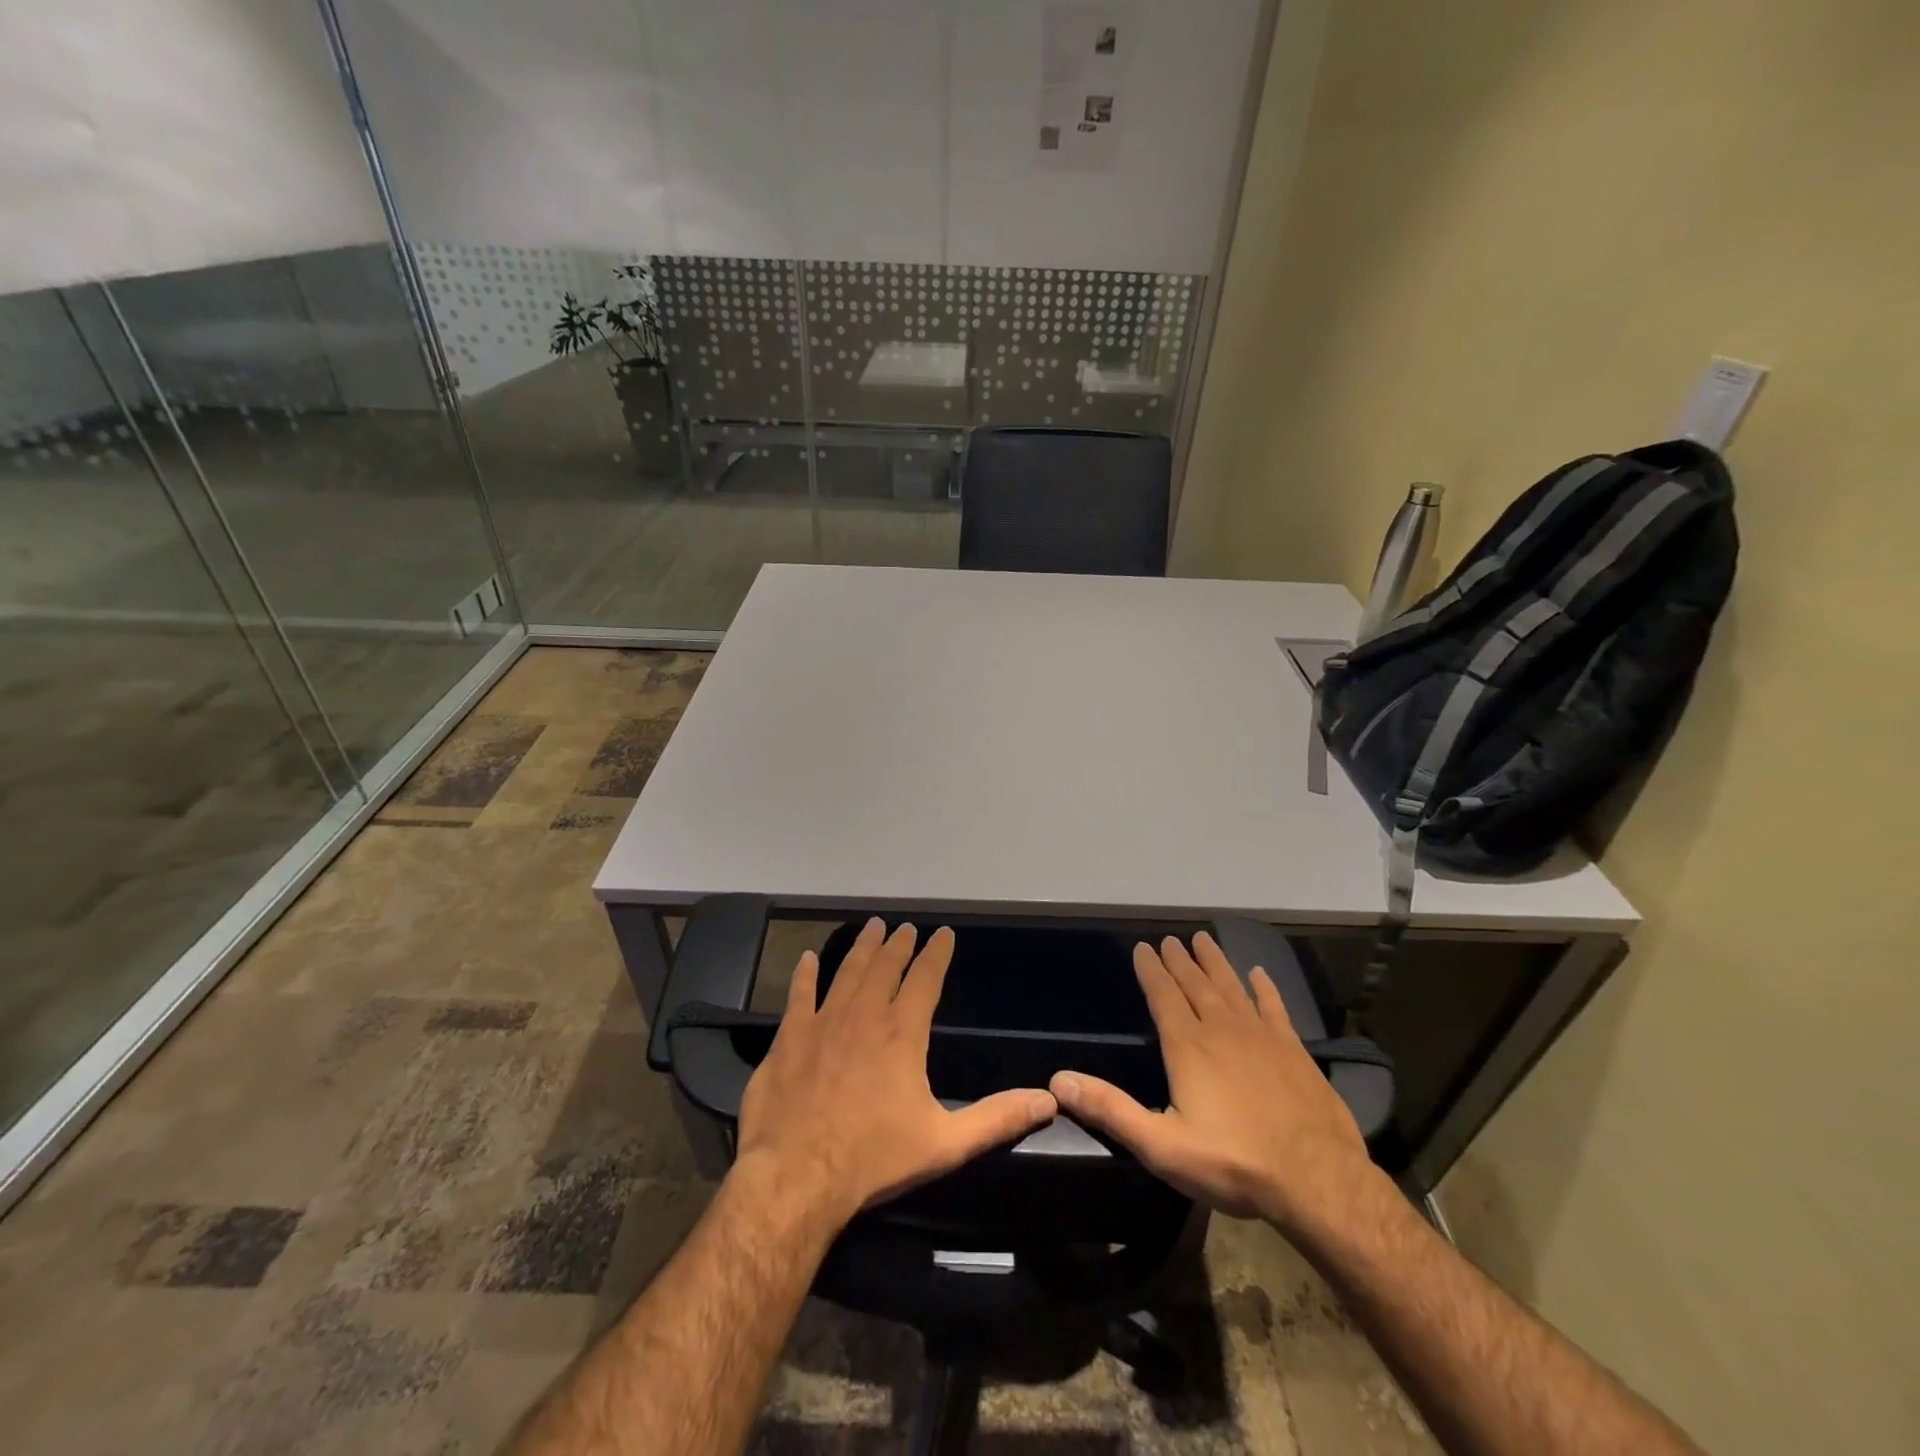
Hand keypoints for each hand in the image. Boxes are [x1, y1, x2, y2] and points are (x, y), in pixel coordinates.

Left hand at [736, 919, 1057, 1230]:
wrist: (797, 1176)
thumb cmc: (874, 1159)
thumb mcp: (946, 1143)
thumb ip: (997, 1119)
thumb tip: (1048, 1100)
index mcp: (902, 1033)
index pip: (925, 979)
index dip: (937, 953)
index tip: (944, 933)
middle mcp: (864, 1016)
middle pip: (885, 967)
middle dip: (898, 944)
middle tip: (905, 927)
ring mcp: (822, 1023)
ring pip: (846, 973)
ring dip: (861, 948)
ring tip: (871, 927)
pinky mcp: (789, 1039)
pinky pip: (798, 995)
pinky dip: (804, 975)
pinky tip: (807, 959)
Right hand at [1050, 931, 1378, 1239]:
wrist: (1317, 1181)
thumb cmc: (1232, 1163)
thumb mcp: (1161, 1145)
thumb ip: (1110, 1110)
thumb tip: (1058, 1081)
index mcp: (1188, 1046)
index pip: (1163, 996)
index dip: (1150, 970)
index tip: (1143, 947)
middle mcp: (1222, 1029)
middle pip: (1195, 984)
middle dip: (1179, 960)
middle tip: (1170, 939)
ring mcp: (1261, 1036)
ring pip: (1231, 987)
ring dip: (1215, 963)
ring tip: (1203, 939)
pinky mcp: (1294, 1050)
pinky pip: (1274, 1007)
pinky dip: (1265, 988)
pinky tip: (1259, 974)